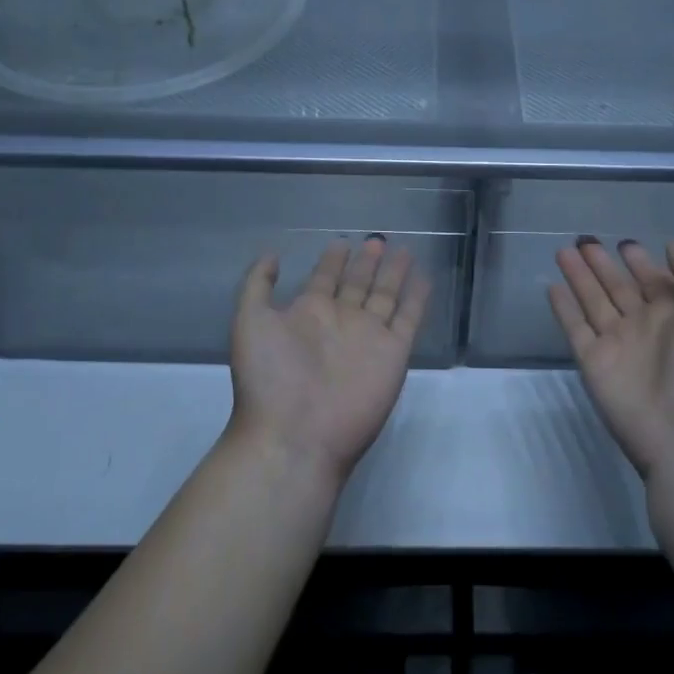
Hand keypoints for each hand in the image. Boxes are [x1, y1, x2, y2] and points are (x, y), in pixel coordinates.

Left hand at [229, 236, 431, 482]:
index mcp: (307, 314)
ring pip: (385, 296)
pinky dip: (417, 299)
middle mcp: (340, 321)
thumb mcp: (249, 321)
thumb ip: (258, 285)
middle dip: (366, 262)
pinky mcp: (394, 353)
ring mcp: (369, 336)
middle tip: (376, 239)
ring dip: (394, 274)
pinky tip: (424, 278)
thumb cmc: (269, 376)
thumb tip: (274, 254)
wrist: (296, 434)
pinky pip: (409, 319)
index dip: (333, 260)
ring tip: (403, 249)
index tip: (341, 240)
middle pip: (357, 284)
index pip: (324, 278)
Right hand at [549, 238, 673, 480]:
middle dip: (602, 264)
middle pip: (618, 287)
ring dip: (579, 277)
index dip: (639, 262)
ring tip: (563, 251)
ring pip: (592, 301)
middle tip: (583, 239)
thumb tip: (670, 246)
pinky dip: (563, 308)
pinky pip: (574, 328)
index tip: (624, 242)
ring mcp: (616, 345)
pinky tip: (552, 286)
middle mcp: (644, 327)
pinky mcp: (593, 362)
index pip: (653, 281)